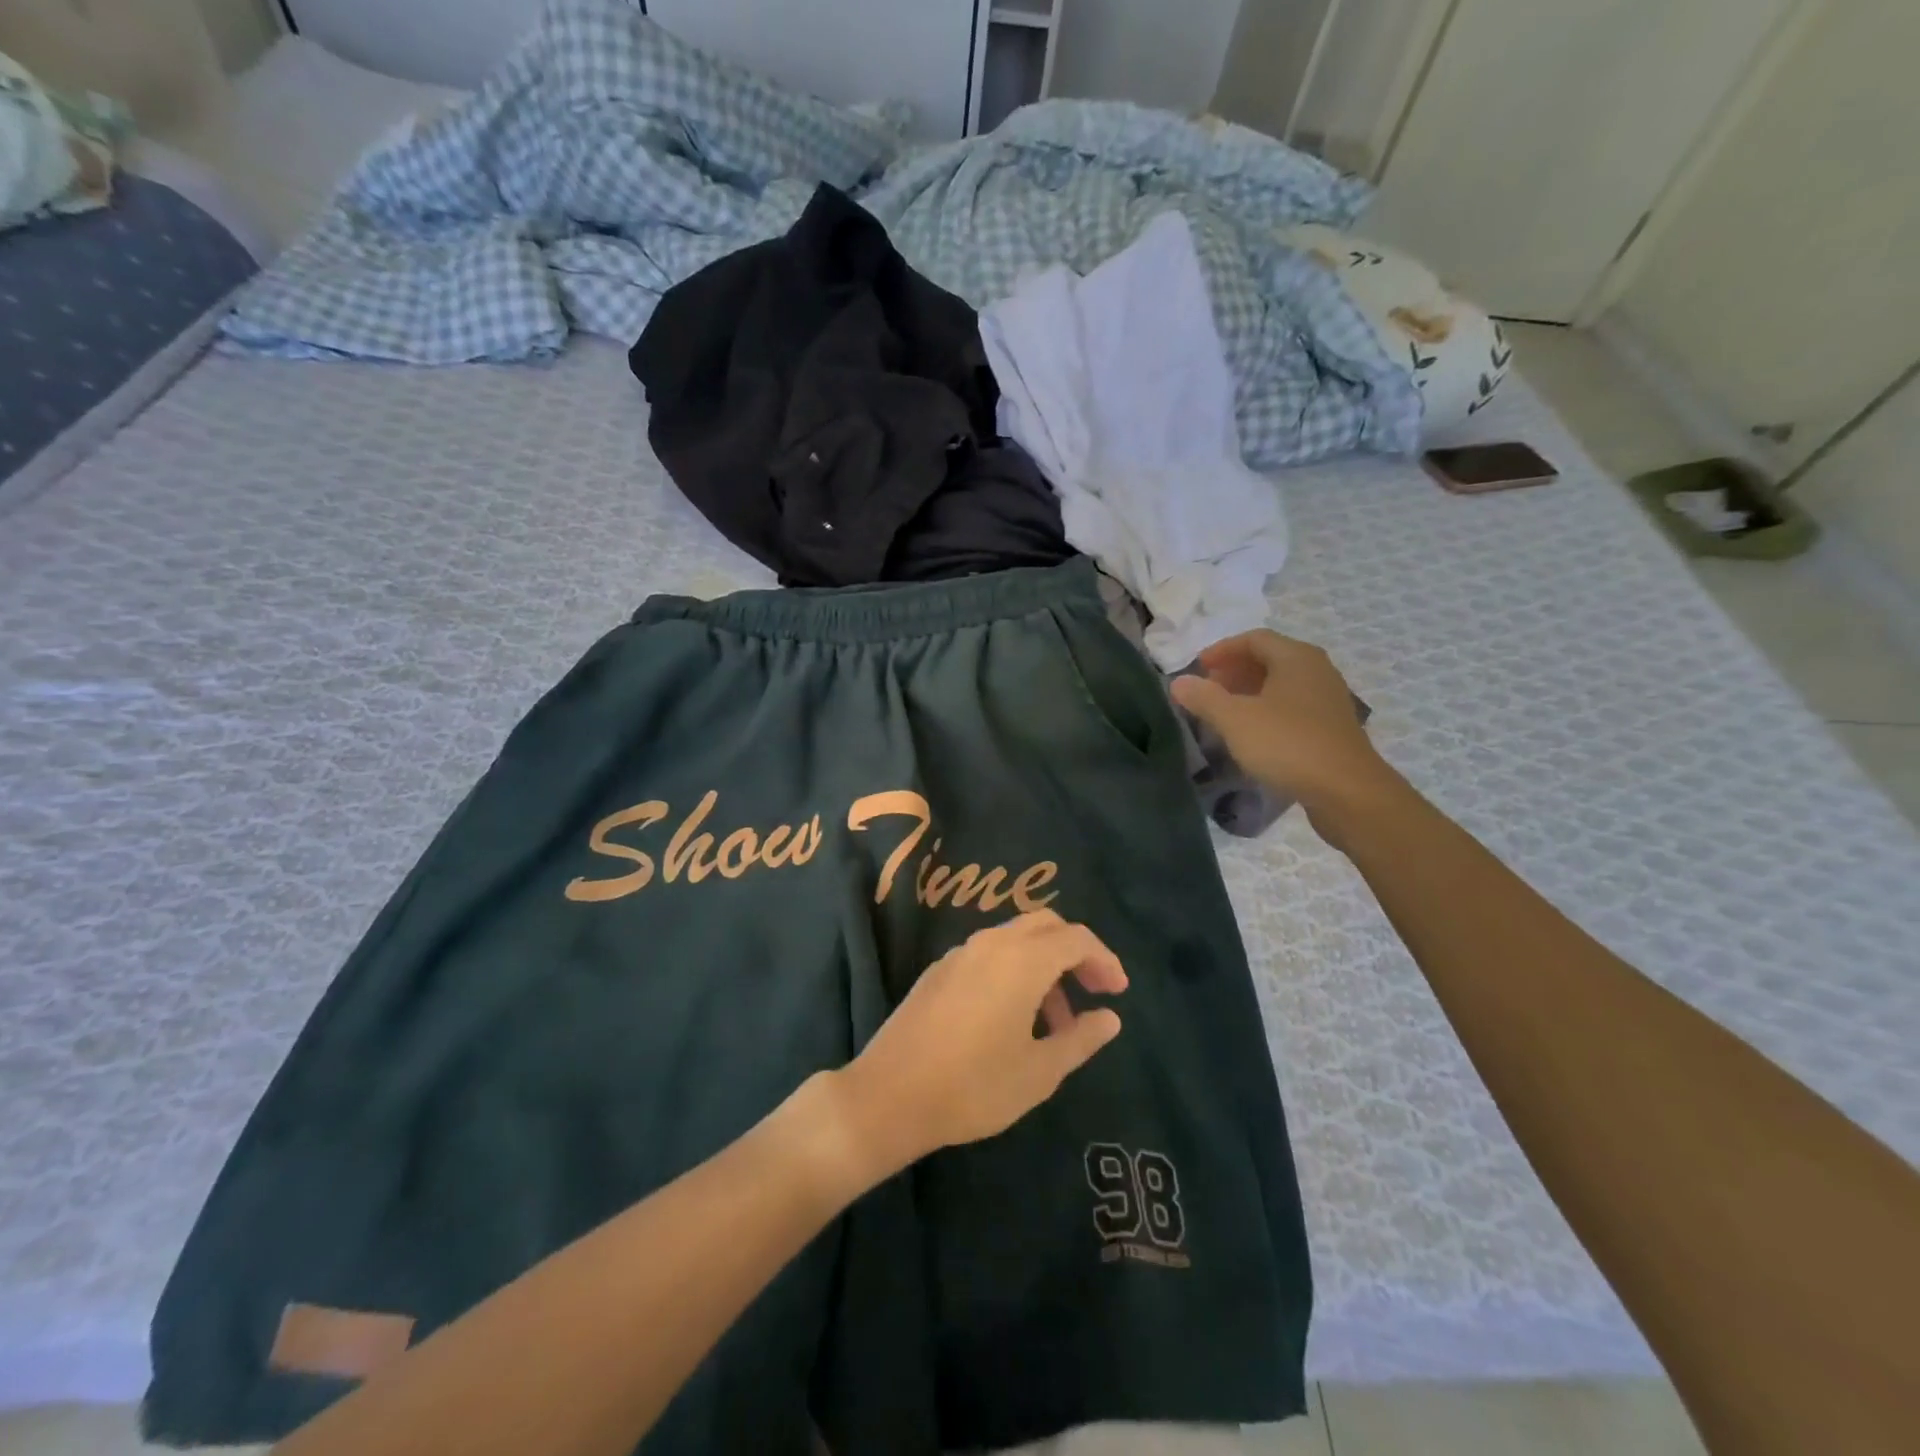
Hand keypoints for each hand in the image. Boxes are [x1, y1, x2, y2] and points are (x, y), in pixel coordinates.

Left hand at [830, 911, 1126, 1181]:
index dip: (1104, 960)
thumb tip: (1110, 1017)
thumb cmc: (974, 1086)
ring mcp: (960, 953)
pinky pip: (989, 953)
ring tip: (1054, 1021)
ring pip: (1016, 939)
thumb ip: (1080, 1038)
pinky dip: (1014, 969)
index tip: (1118, 992)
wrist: (889, 1094)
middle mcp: (992, 943)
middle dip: (1075, 952)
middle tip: (1092, 992)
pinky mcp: (939, 969)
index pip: (1076, 938)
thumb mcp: (1039, 1071)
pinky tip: (1012, 1016)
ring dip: (1044, 964)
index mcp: (1022, 960)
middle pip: (1046, 925)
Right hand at [1170, 630, 1397, 838]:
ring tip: (1225, 712)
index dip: (1222, 650)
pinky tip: (1253, 734)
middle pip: (1270, 659)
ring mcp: (1328, 699)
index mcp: (1296, 657)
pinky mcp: (1333, 727)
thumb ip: (1204, 698)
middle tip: (1208, 690)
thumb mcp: (1235, 720)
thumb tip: (1179, 682)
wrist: (1347, 791)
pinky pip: (1293, 706)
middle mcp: (1317, 670)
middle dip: (1234, 670)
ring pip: (1282, 684)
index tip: (1197, 669)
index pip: (1254, 639)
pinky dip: (1268, 710)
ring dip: (1250, 691)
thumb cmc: (1287, 745)